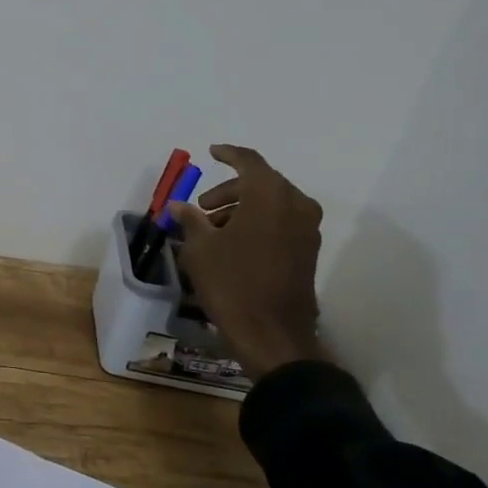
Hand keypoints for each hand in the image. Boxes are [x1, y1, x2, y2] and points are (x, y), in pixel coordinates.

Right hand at [167, 145, 324, 378]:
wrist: (272, 335)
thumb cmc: (232, 284)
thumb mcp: (200, 249)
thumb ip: (190, 220)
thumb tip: (179, 206)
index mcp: (269, 196)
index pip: (249, 161)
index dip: (228, 154)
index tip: (211, 152)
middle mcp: (295, 205)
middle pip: (262, 182)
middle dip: (230, 189)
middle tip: (202, 207)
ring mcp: (307, 230)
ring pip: (272, 203)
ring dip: (243, 208)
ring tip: (213, 230)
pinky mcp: (308, 252)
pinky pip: (282, 222)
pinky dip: (259, 222)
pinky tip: (234, 243)